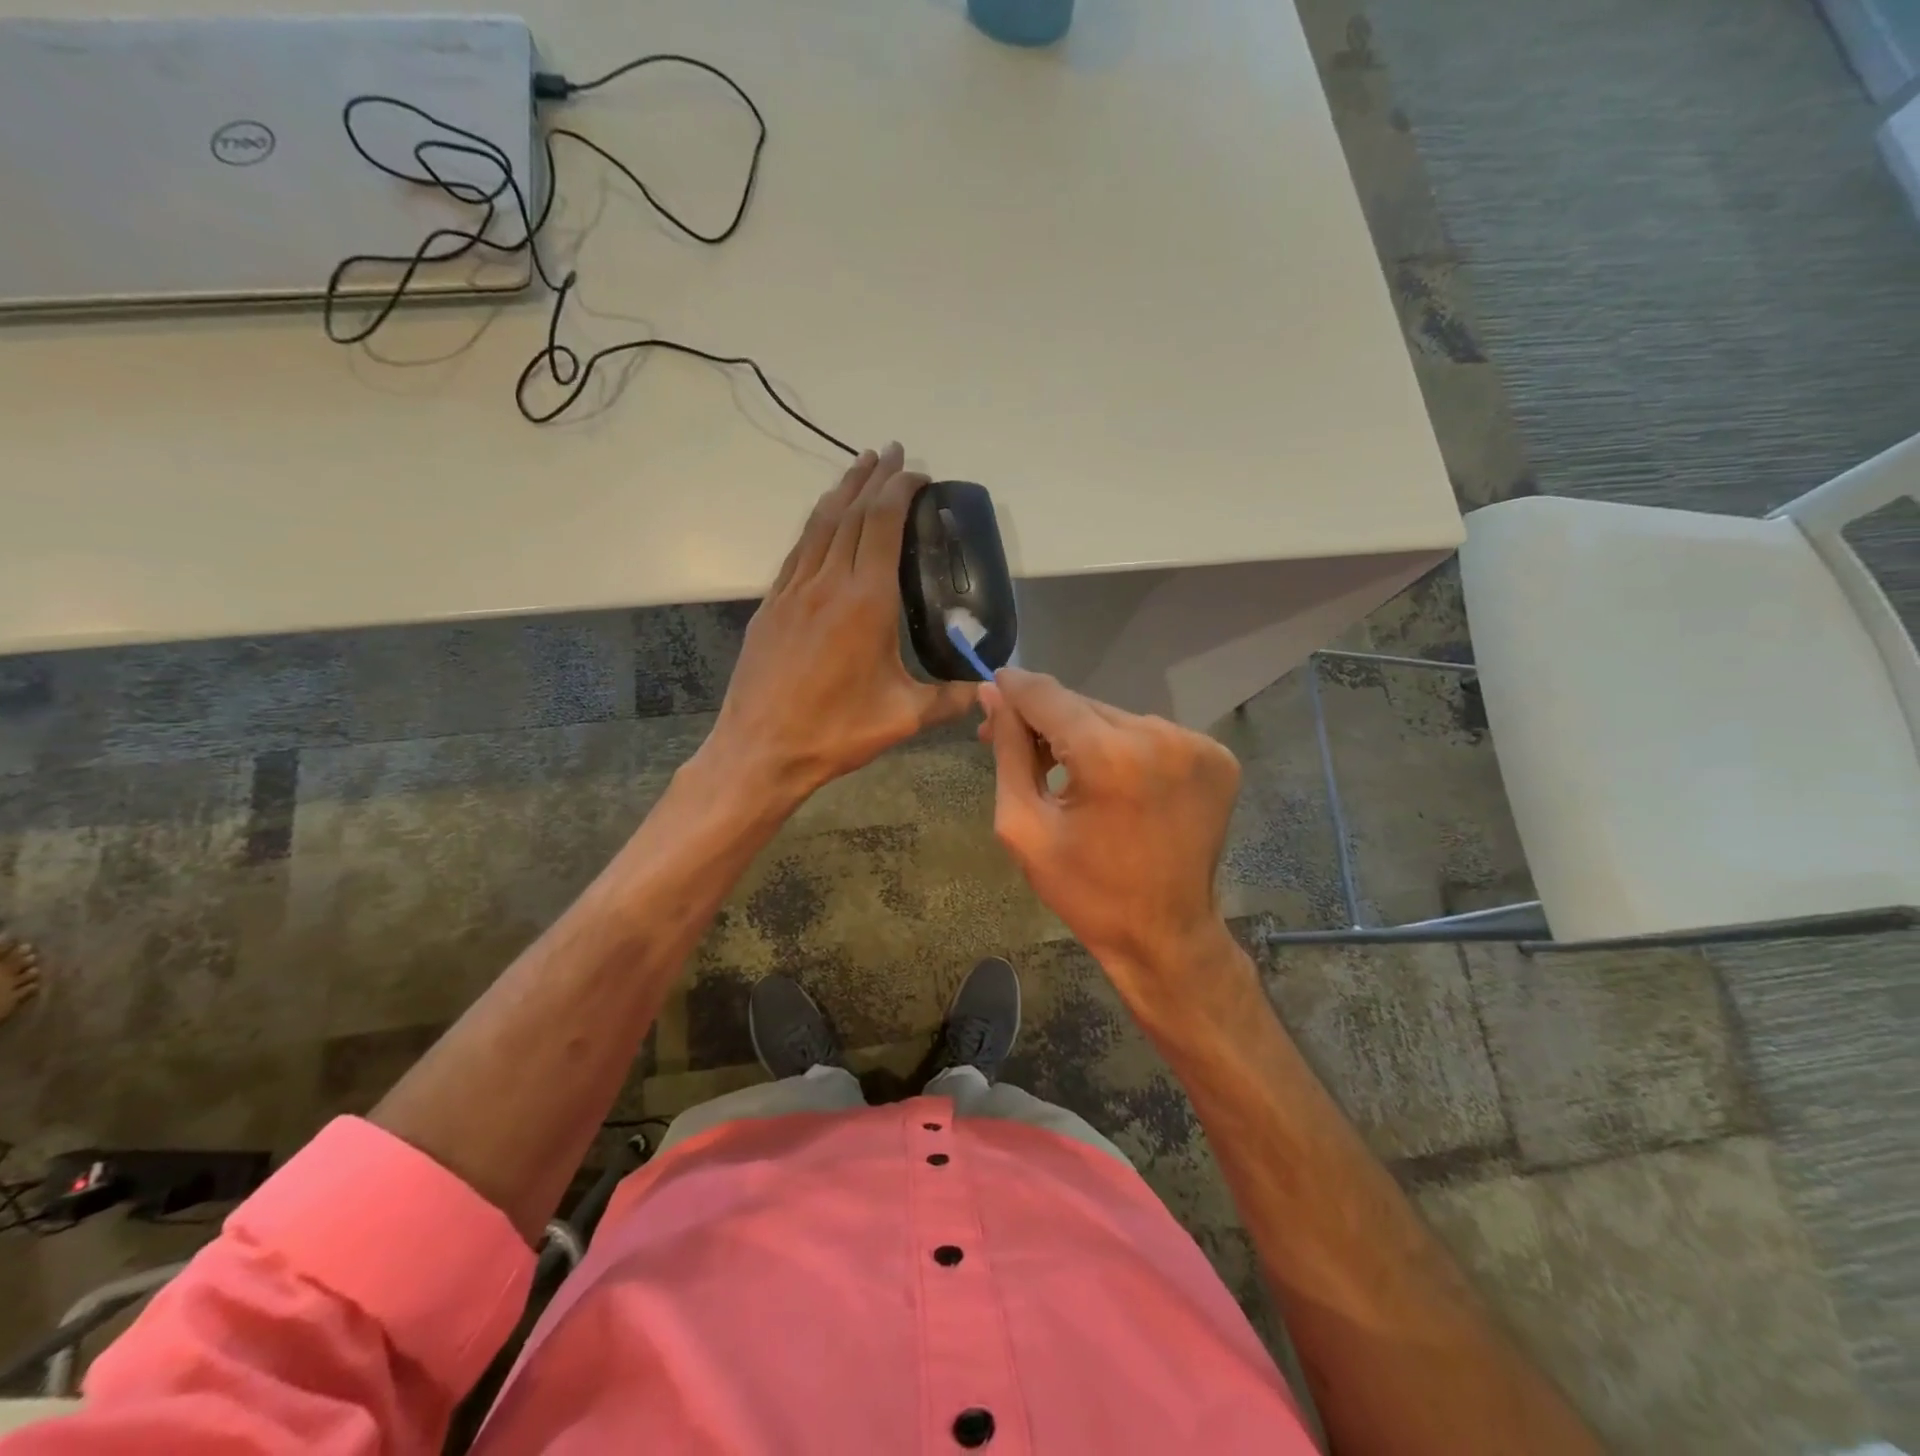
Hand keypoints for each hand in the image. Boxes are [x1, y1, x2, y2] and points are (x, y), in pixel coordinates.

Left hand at [705, 443, 976, 802]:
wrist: (760, 751)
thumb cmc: (835, 732)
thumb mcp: (903, 718)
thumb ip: (949, 698)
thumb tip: (985, 687)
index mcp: (865, 601)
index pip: (882, 523)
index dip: (900, 489)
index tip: (919, 472)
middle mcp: (827, 583)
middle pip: (850, 512)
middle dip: (874, 477)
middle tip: (894, 454)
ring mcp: (793, 592)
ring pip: (819, 525)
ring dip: (842, 491)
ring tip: (860, 468)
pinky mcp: (771, 606)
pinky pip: (798, 551)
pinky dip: (816, 526)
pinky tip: (822, 523)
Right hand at [982, 668, 1241, 999]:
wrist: (1167, 936)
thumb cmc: (1086, 891)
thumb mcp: (1025, 827)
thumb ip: (1009, 752)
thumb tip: (994, 694)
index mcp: (1109, 757)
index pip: (1048, 696)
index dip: (1015, 689)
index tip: (992, 690)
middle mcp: (1159, 737)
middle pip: (1083, 706)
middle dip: (1047, 721)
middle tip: (1016, 743)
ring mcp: (1196, 745)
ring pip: (1117, 718)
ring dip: (1087, 735)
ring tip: (1069, 771)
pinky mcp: (1218, 758)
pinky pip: (1152, 736)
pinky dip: (1127, 750)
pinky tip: (1115, 782)